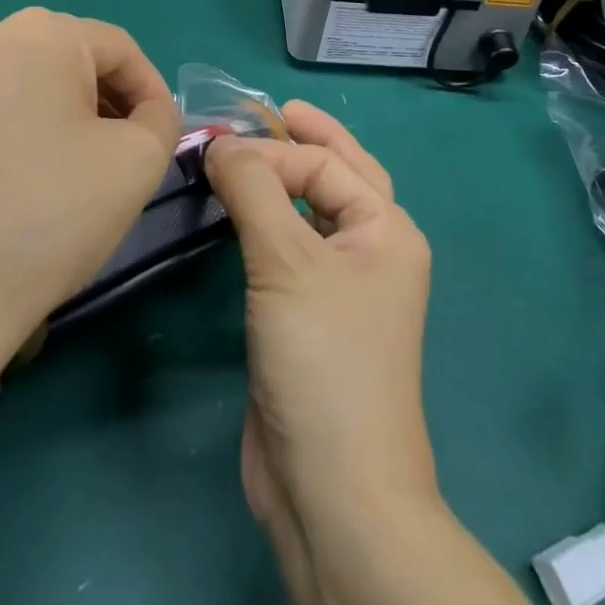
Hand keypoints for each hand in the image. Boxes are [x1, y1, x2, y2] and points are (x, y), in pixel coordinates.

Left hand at [0, 9, 179, 363]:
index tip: (162, 136)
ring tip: (74, 166)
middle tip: (124, 151)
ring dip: (62, 113)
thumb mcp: (140, 160)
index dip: (152, 90)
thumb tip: (147, 113)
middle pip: (70, 58)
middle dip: (107, 100)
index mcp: (40, 34)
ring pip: (26, 81)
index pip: (119, 48)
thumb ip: (162, 118)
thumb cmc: (52, 215)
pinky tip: (20, 180)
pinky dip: (16, 129)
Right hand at [206, 104, 437, 540]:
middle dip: (302, 143)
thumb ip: (253, 190)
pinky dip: (269, 223)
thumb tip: (221, 142)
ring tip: (245, 156)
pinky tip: (243, 217)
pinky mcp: (313, 318)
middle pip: (336, 176)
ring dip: (283, 181)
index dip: (272, 150)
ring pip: (313, 212)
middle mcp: (374, 251)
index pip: (325, 165)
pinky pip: (293, 249)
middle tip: (260, 114)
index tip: (217, 146)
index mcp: (387, 230)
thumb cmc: (323, 359)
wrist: (333, 490)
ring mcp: (345, 287)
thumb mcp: (287, 262)